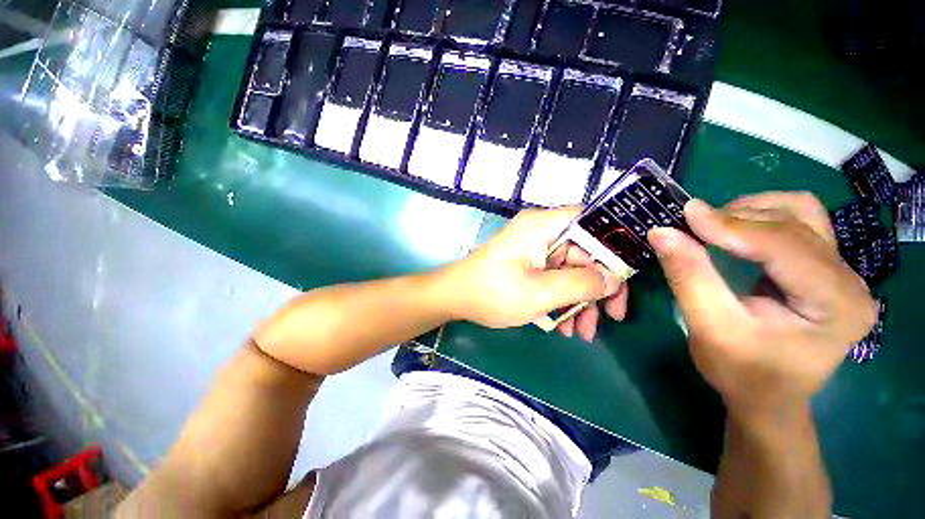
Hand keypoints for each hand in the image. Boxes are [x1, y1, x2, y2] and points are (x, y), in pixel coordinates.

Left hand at [442, 207, 628, 339]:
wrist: (454, 298)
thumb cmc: (492, 293)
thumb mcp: (540, 293)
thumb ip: (581, 284)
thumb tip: (613, 279)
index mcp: (543, 226)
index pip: (593, 222)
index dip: (615, 246)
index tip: (626, 278)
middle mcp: (541, 231)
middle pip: (585, 251)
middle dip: (597, 286)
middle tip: (612, 317)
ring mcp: (534, 249)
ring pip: (571, 269)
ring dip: (580, 299)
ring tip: (583, 332)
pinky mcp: (527, 264)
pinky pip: (554, 277)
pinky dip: (562, 299)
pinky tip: (564, 325)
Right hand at [647, 193, 876, 419]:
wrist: (767, 397)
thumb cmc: (741, 373)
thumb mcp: (709, 328)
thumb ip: (689, 277)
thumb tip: (661, 232)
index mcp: (838, 305)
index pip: (786, 246)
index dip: (733, 226)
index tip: (685, 215)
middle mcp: (851, 281)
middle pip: (796, 223)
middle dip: (739, 219)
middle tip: (692, 227)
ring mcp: (842, 271)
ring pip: (801, 213)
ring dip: (752, 212)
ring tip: (713, 228)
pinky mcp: (825, 267)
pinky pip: (799, 221)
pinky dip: (762, 217)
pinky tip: (736, 232)